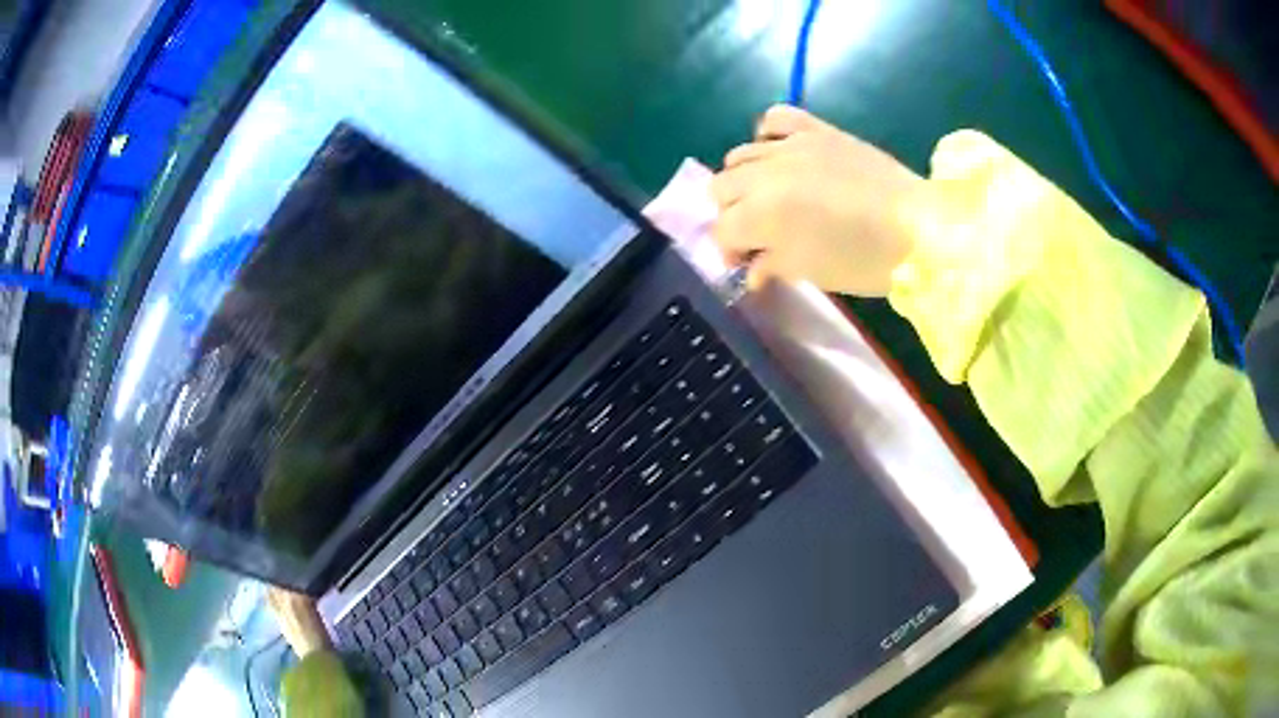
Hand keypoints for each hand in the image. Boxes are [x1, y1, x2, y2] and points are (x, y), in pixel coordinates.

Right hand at [710, 105, 923, 296]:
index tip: (749, 264)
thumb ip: (771, 264)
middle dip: (732, 214)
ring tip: (770, 195)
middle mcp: (767, 173)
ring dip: (746, 180)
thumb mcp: (811, 272)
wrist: (919, 228)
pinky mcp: (816, 130)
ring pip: (739, 155)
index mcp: (762, 213)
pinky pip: (774, 118)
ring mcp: (791, 146)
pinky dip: (768, 135)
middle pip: (722, 187)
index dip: (730, 251)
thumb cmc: (865, 260)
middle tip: (758, 232)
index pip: (722, 229)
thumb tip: (752, 268)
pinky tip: (780, 153)